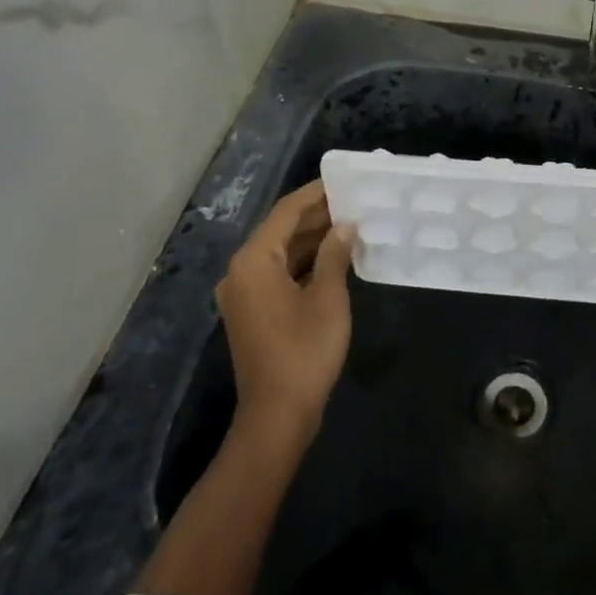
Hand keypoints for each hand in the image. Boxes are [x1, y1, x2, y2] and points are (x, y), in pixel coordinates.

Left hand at [216, 181, 355, 443]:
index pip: (286, 212)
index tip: (343, 180)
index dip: (315, 194)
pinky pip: (279, 274)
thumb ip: (334, 255)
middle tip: (354, 201)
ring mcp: (244, 293)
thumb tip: (344, 226)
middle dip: (317, 216)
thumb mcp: (327, 297)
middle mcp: (241, 271)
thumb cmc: (305, 350)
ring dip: (313, 240)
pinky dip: (304, 263)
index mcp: (254, 260)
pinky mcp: (253, 312)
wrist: (278, 414)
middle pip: (281, 231)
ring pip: (281, 253)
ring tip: (350, 224)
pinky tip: (334, 258)